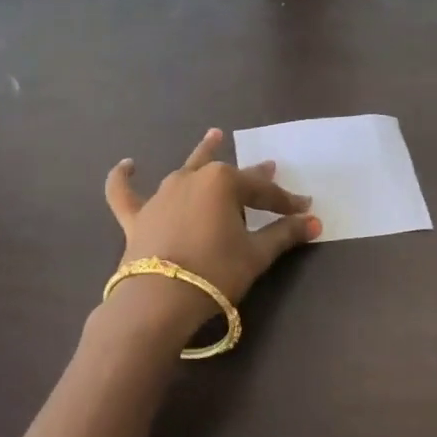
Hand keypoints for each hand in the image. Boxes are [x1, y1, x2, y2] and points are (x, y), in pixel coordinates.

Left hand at [105, 128, 321, 303]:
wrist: (159, 299)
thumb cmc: (216, 272)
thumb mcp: (257, 254)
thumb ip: (285, 234)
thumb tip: (313, 222)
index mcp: (224, 183)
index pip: (263, 191)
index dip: (285, 201)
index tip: (304, 210)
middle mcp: (192, 179)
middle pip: (229, 175)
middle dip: (253, 175)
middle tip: (269, 166)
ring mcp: (161, 195)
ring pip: (186, 170)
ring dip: (202, 155)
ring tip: (214, 137)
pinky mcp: (137, 217)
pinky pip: (125, 192)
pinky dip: (123, 178)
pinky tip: (127, 165)